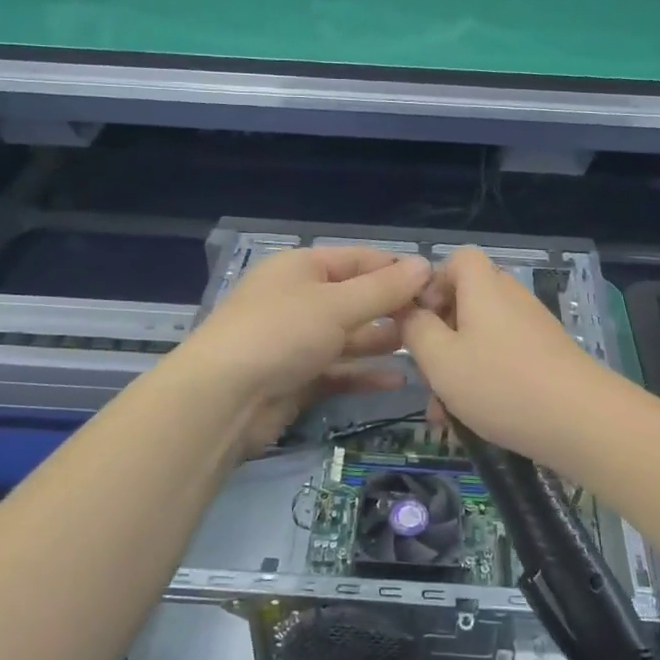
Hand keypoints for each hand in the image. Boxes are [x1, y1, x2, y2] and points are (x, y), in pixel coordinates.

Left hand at [183, 245, 432, 453]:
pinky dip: (364, 372)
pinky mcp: (296, 379)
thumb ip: (383, 288)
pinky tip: (397, 380)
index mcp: (301, 268)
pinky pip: (337, 370)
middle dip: (393, 307)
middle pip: (355, 298)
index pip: (358, 259)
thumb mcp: (337, 304)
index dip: (396, 268)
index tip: (435, 283)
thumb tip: (424, 265)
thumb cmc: (281, 334)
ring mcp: (296, 341)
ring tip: (424, 347)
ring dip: (382, 340)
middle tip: (436, 320)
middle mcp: (298, 299)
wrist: (222, 399)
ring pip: (348, 336)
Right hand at [401, 246, 620, 465]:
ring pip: (481, 338)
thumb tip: (409, 311)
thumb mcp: (440, 359)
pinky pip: (503, 358)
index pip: (458, 259)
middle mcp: (510, 298)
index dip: (432, 283)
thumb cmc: (500, 383)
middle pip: (467, 301)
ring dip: (458, 369)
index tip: (418, 321)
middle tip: (426, 375)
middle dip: (440, 338)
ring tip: (444, 416)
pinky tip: (473, 423)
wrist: (582, 421)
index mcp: (484, 287)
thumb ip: (415, 330)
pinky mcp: (547, 356)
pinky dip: (484, 381)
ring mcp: (532, 327)